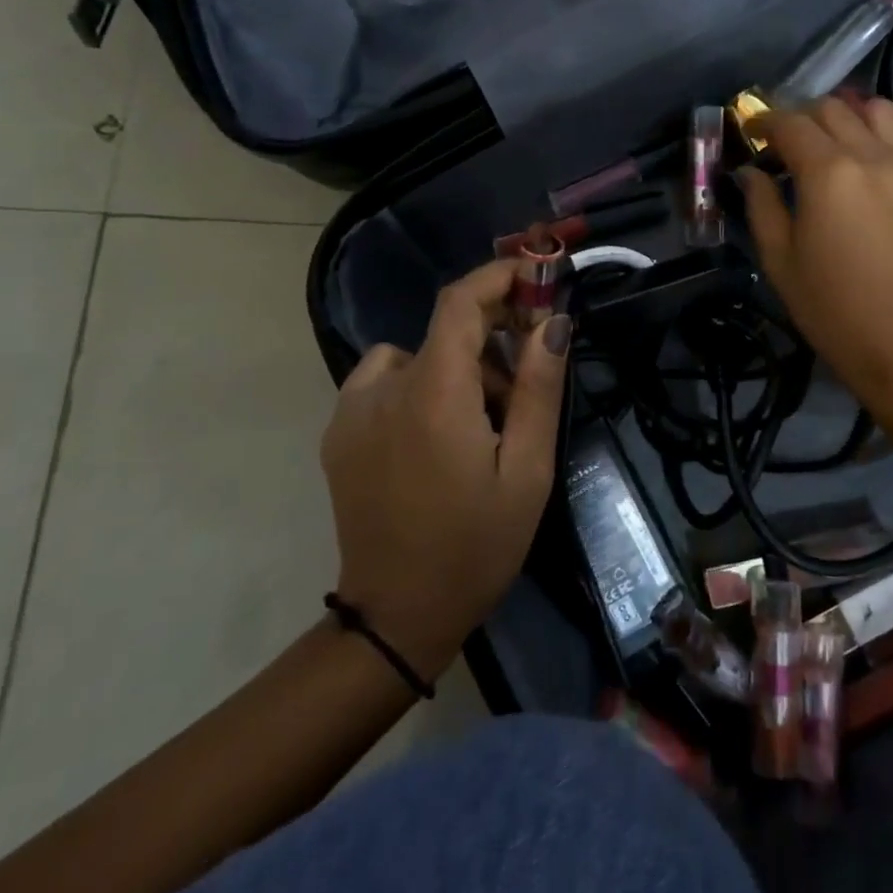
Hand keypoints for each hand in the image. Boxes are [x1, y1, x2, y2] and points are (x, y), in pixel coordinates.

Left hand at [320, 260, 571, 680]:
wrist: (396, 617)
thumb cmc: (476, 544)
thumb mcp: (528, 469)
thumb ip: (540, 387)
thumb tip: (553, 320)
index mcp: (434, 394)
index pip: (460, 301)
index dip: (498, 276)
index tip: (535, 277)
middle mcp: (384, 388)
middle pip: (444, 331)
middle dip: (493, 338)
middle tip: (526, 384)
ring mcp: (352, 410)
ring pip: (417, 355)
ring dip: (457, 368)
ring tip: (483, 422)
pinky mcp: (338, 433)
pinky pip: (386, 380)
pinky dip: (419, 385)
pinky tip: (436, 435)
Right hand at [740, 97, 892, 421]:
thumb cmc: (837, 312)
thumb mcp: (781, 263)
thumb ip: (762, 207)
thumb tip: (751, 173)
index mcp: (828, 172)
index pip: (790, 123)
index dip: (764, 121)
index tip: (750, 133)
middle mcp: (871, 155)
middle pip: (832, 108)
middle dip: (800, 116)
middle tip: (783, 144)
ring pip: (875, 110)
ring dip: (845, 115)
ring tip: (829, 143)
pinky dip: (876, 135)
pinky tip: (866, 167)